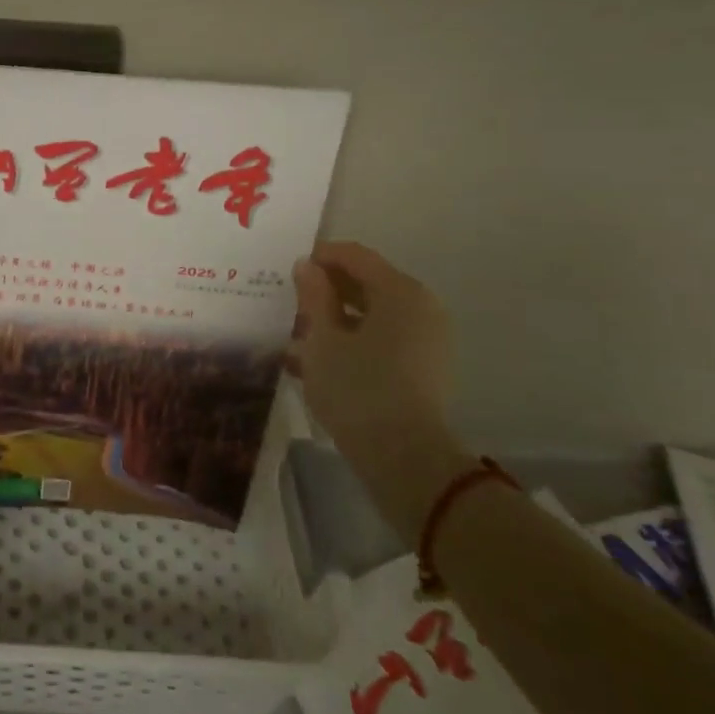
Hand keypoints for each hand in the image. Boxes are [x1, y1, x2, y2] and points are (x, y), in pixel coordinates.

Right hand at [291, 242, 472, 536]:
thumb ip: (314, 296)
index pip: (355, 255)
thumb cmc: (357, 388)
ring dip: (336, 318)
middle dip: (327, 289)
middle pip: (368, 283)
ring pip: (374, 314)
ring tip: (298, 334)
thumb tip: (307, 266)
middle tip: (290, 302)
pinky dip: (354, 340)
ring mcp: (427, 339)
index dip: (320, 256)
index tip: (287, 269)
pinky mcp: (425, 367)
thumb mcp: (323, 339)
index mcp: (400, 291)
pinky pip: (384, 339)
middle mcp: (421, 307)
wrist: (404, 458)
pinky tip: (319, 360)